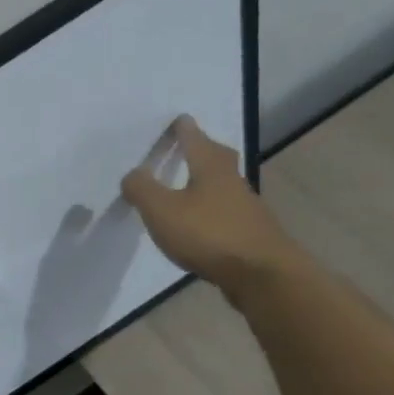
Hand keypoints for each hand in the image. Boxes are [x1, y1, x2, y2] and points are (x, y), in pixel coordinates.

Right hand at [120, 114, 301, 301]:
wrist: (262, 275)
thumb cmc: (208, 234)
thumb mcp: (162, 210)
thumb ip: (142, 189)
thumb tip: (132, 174)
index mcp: (210, 168)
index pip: (195, 139)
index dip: (184, 129)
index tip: (179, 119)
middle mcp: (232, 181)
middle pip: (217, 158)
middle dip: (203, 149)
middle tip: (189, 146)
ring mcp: (245, 208)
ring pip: (223, 185)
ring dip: (207, 181)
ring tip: (187, 186)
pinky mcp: (250, 234)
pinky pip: (226, 212)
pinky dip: (212, 210)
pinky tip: (201, 223)